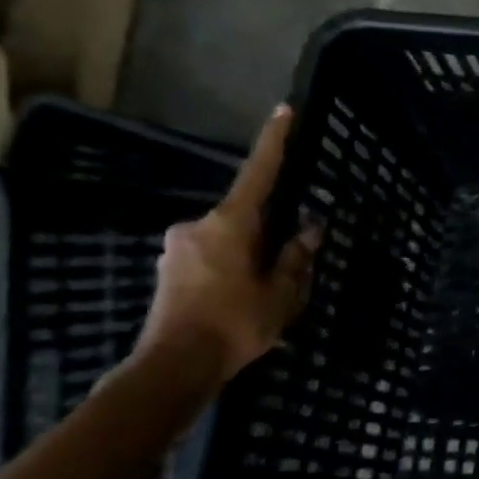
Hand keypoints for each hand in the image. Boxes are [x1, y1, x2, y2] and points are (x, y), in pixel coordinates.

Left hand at [133, 105, 320, 382]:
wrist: (174, 367)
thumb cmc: (235, 323)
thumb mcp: (282, 293)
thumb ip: (297, 257)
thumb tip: (309, 230)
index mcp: (230, 224)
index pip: (258, 173)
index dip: (274, 142)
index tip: (284, 111)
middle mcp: (198, 226)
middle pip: (245, 216)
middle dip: (269, 233)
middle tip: (289, 265)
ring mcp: (178, 248)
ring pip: (228, 241)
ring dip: (250, 256)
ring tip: (265, 294)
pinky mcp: (169, 271)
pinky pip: (211, 259)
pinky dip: (231, 271)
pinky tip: (240, 302)